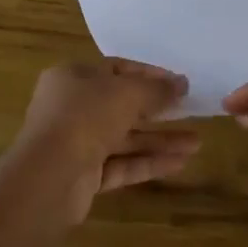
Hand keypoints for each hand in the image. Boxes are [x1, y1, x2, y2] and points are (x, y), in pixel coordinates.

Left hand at [6, 58, 198, 223]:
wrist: (49, 175)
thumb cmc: (85, 117)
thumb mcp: (126, 93)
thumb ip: (156, 89)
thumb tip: (182, 84)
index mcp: (72, 78)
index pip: (116, 70)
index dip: (149, 76)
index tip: (179, 84)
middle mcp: (71, 108)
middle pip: (121, 106)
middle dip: (158, 111)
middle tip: (191, 112)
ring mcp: (76, 144)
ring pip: (124, 139)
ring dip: (159, 140)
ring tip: (197, 144)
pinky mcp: (84, 176)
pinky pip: (122, 165)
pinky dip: (148, 162)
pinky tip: (181, 163)